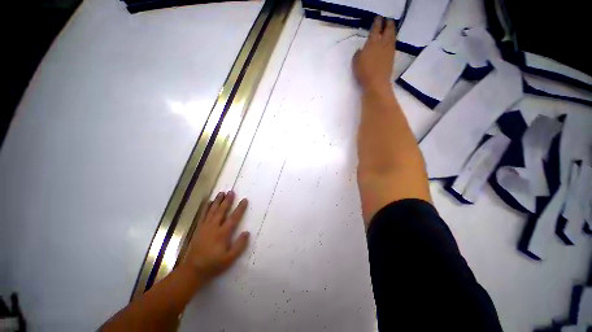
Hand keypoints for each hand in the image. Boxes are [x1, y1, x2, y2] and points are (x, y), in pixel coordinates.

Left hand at [182, 191, 249, 282]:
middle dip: (227, 200)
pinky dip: (206, 207)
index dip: (240, 208)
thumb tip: (247, 232)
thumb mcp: (230, 258)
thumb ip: (239, 245)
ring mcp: (205, 227)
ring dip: (217, 201)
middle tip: (231, 191)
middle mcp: (214, 227)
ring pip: (212, 210)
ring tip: (222, 193)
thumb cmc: (213, 264)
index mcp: (222, 234)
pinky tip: (209, 202)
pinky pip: (203, 215)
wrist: (193, 270)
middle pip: (221, 211)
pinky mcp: (199, 229)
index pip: (234, 218)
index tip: (244, 200)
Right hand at [352, 16, 395, 91]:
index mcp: (372, 43)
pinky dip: (392, 40)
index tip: (378, 18)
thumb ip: (358, 54)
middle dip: (388, 23)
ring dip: (392, 31)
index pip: (375, 29)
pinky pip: (393, 45)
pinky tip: (391, 41)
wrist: (376, 83)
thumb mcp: (356, 63)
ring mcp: (389, 51)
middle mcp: (382, 44)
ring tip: (391, 29)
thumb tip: (360, 50)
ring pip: (392, 37)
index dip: (377, 22)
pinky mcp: (392, 58)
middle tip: (388, 20)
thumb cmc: (364, 72)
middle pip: (388, 30)